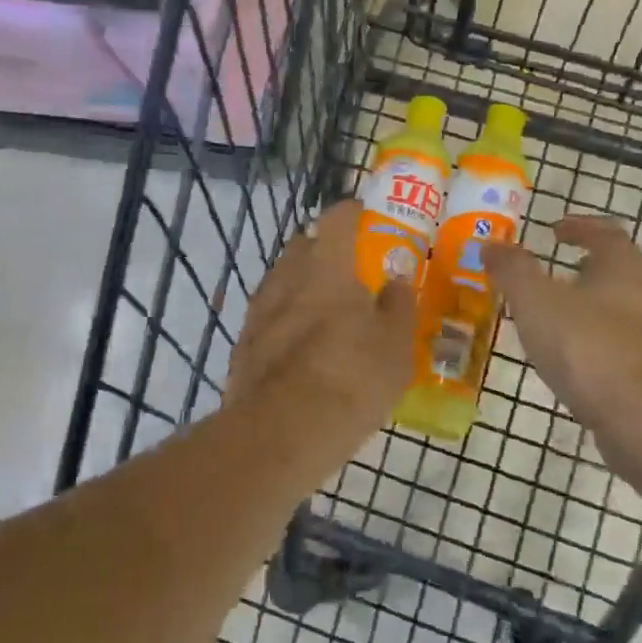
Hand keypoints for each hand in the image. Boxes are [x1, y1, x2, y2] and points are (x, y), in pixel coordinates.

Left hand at [229, 199, 415, 435]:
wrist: (283, 431)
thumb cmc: (352, 378)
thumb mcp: (395, 346)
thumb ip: (398, 307)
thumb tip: (397, 282)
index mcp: (327, 268)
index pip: (337, 219)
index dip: (351, 211)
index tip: (362, 213)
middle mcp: (287, 279)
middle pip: (301, 246)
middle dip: (321, 248)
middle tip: (345, 267)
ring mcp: (259, 312)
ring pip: (280, 282)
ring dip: (300, 285)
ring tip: (321, 308)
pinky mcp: (243, 345)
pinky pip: (267, 318)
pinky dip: (283, 321)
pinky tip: (297, 345)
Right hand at [483, 215, 641, 429]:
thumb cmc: (589, 348)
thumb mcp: (536, 303)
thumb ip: (513, 271)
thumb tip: (492, 244)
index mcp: (625, 266)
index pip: (606, 232)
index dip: (579, 227)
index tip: (555, 229)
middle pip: (623, 269)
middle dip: (591, 267)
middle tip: (559, 272)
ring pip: (628, 308)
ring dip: (599, 306)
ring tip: (564, 318)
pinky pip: (630, 345)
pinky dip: (605, 342)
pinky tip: (582, 360)